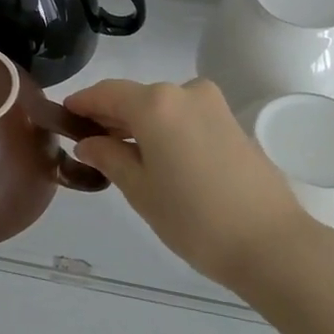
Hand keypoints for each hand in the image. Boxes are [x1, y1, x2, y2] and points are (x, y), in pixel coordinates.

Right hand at [65, 78, 305, 285]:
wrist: (270, 242)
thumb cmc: (194, 218)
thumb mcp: (140, 190)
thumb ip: (110, 157)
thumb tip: (89, 141)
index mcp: (157, 103)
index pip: (107, 93)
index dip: (83, 103)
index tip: (63, 116)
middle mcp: (185, 91)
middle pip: (136, 97)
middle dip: (110, 116)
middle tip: (87, 142)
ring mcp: (213, 105)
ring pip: (162, 107)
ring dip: (138, 123)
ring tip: (120, 154)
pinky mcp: (231, 122)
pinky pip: (185, 116)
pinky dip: (165, 129)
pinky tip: (156, 156)